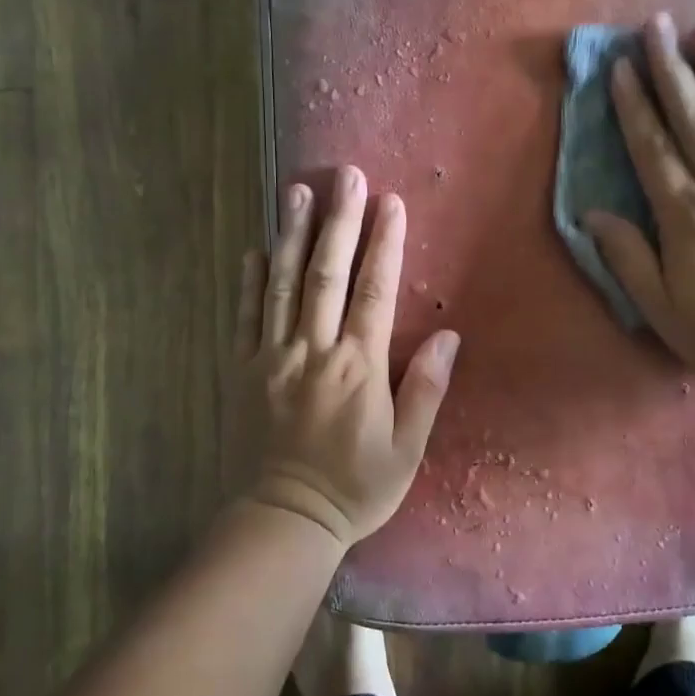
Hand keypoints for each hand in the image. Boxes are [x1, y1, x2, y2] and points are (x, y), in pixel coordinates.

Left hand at [237, 165, 459, 547]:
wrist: (286, 519)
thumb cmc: (357, 487)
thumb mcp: (407, 449)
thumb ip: (425, 389)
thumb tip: (450, 337)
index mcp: (358, 368)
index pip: (375, 292)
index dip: (385, 244)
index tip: (391, 203)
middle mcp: (314, 352)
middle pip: (327, 275)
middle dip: (340, 221)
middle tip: (346, 176)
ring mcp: (273, 358)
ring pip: (284, 285)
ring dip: (293, 235)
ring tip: (297, 192)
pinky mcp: (244, 371)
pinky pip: (246, 317)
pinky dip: (251, 281)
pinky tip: (256, 248)